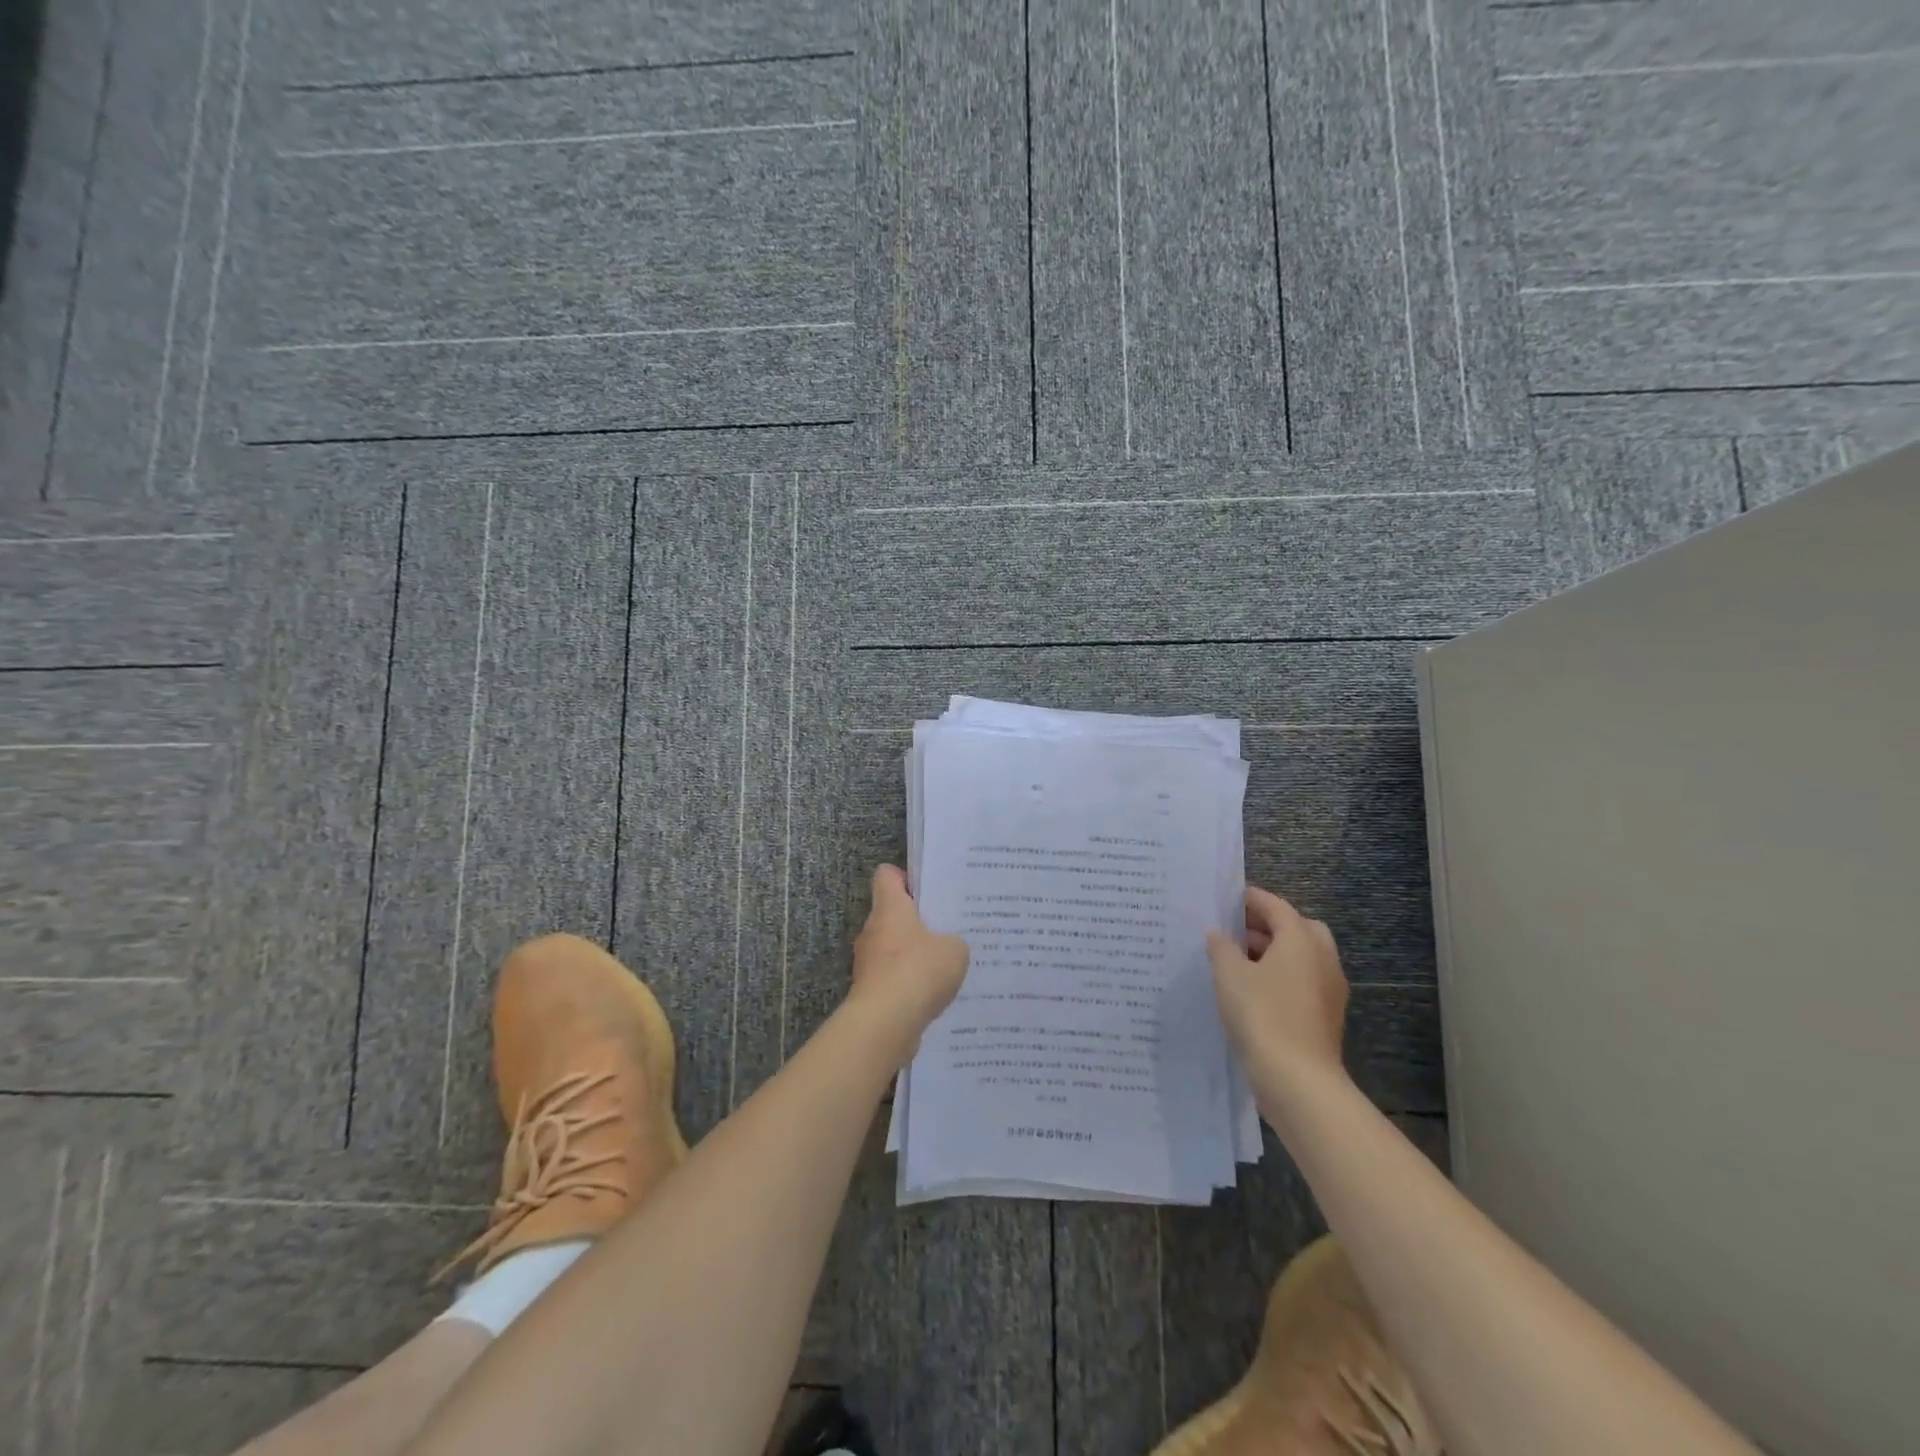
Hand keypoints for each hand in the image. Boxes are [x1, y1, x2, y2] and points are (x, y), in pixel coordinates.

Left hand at [849, 866, 969, 1041]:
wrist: (884, 1024)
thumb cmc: (918, 972)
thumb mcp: (954, 950)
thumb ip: (954, 941)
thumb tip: (947, 947)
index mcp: (890, 908)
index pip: (887, 875)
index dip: (906, 877)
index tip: (928, 890)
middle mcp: (873, 930)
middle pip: (892, 913)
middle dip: (917, 920)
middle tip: (948, 928)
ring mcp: (868, 962)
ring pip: (893, 948)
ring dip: (914, 955)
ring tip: (945, 964)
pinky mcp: (870, 991)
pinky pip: (893, 978)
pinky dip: (909, 983)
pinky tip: (934, 994)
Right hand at [1207, 886, 1349, 1088]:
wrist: (1298, 1080)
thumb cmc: (1262, 1015)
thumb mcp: (1229, 975)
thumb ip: (1221, 948)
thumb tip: (1218, 934)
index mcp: (1301, 939)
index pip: (1276, 906)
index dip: (1250, 899)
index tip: (1226, 899)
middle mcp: (1322, 958)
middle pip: (1297, 928)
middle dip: (1268, 925)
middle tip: (1236, 930)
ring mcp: (1329, 989)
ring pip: (1302, 957)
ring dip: (1274, 953)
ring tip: (1237, 960)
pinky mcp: (1325, 1016)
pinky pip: (1302, 982)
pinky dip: (1281, 977)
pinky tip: (1251, 991)